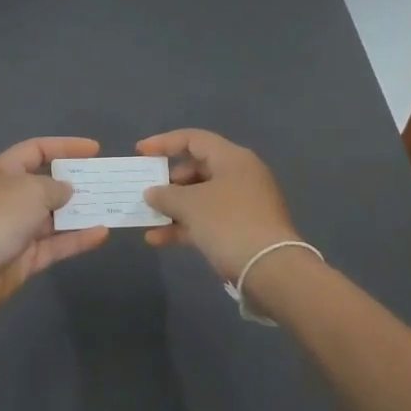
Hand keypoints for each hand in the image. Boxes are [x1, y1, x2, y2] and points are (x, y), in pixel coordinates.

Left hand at [0, 138, 109, 314]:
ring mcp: (18, 228)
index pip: (38, 150)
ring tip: (112, 207)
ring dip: (81, 212)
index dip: (65, 146)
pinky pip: (56, 244)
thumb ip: (55, 187)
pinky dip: (78, 239)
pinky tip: (102, 233)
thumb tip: (67, 190)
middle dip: (77, 182)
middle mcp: (11, 196)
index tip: (95, 150)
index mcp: (4, 171)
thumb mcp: (30, 191)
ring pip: (55, 217)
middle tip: (108, 182)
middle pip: (48, 184)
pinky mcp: (25, 258)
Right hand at [136, 129, 299, 281]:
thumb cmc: (229, 223)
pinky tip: (157, 239)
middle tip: (146, 191)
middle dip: (168, 181)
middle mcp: (240, 175)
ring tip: (146, 217)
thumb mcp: (191, 205)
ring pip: (200, 197)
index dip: (164, 143)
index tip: (139, 152)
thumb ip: (166, 195)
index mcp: (232, 159)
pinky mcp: (241, 229)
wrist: (271, 271)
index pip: (193, 139)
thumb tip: (152, 192)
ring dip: (172, 207)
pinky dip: (184, 225)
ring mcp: (242, 204)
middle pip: (196, 168)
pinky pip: (207, 219)